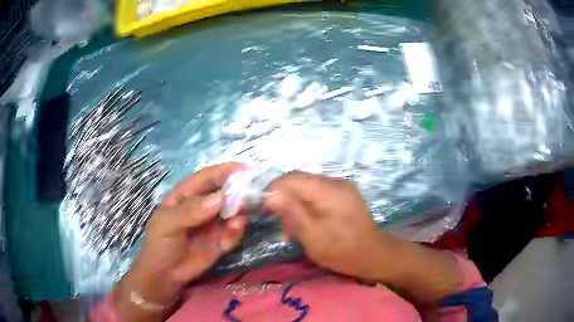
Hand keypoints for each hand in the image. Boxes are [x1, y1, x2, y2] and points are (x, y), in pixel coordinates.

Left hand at [116, 163, 248, 318]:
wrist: (166, 275)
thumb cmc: (160, 244)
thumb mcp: (168, 224)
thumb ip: (191, 211)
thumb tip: (220, 198)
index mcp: (187, 195)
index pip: (207, 177)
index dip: (225, 171)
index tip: (246, 170)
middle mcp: (203, 206)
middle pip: (225, 192)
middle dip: (239, 192)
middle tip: (252, 196)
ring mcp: (214, 223)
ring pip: (234, 211)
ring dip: (240, 213)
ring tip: (237, 221)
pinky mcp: (222, 240)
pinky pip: (234, 232)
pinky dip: (236, 232)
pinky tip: (228, 238)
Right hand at [263, 171, 462, 305]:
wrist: (375, 256)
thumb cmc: (343, 250)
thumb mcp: (312, 236)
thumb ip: (291, 212)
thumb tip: (270, 194)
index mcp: (328, 190)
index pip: (291, 177)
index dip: (274, 190)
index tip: (264, 209)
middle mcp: (336, 182)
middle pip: (299, 182)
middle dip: (285, 201)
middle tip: (283, 228)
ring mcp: (342, 187)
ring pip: (307, 189)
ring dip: (296, 207)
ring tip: (295, 231)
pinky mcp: (345, 195)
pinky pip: (319, 195)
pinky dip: (308, 208)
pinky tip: (309, 225)